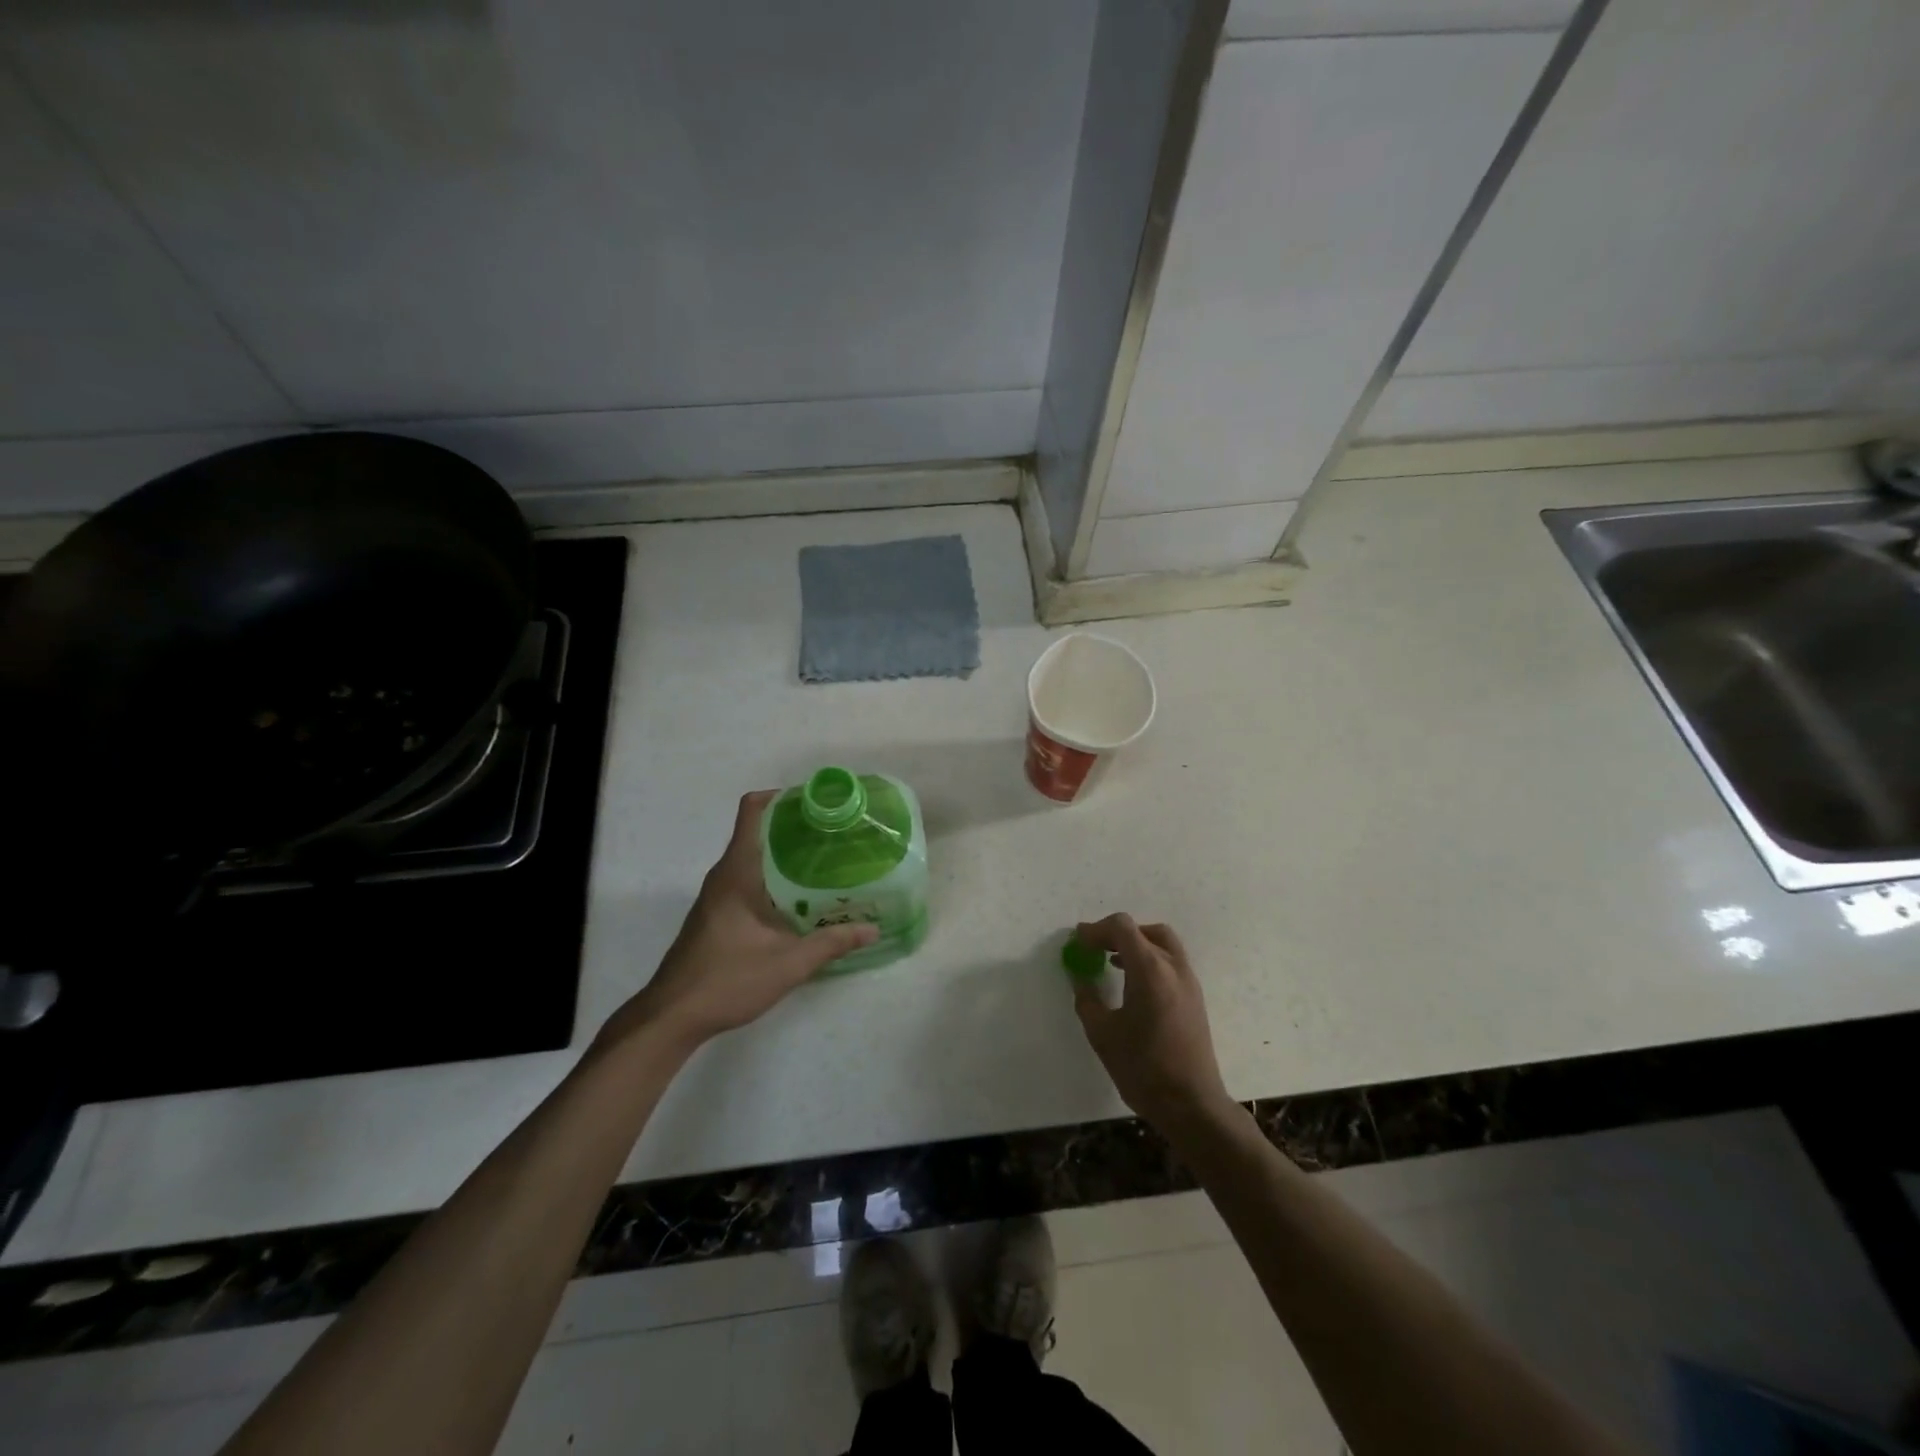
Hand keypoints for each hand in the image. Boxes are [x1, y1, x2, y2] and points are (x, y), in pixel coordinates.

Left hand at [600, 791, 877, 1054]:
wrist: (672, 1016)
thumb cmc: (727, 979)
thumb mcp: (788, 963)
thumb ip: (831, 943)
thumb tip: (871, 930)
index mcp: (737, 872)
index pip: (752, 811)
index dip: (780, 797)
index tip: (815, 802)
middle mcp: (723, 875)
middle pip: (756, 831)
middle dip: (793, 827)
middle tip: (834, 834)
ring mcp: (716, 896)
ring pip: (752, 858)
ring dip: (783, 855)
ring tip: (825, 863)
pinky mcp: (716, 915)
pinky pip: (746, 880)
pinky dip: (772, 877)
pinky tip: (799, 900)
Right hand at [1072, 914, 1233, 1133]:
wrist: (1192, 1105)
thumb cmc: (1143, 1068)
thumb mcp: (1102, 1034)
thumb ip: (1087, 999)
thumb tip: (1080, 978)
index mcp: (1150, 970)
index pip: (1122, 928)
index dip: (1096, 930)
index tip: (1078, 942)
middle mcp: (1174, 967)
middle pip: (1146, 931)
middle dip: (1118, 933)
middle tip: (1095, 948)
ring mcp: (1189, 982)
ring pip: (1163, 944)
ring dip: (1136, 945)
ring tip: (1112, 962)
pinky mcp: (1195, 998)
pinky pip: (1171, 962)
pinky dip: (1150, 960)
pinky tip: (1133, 983)